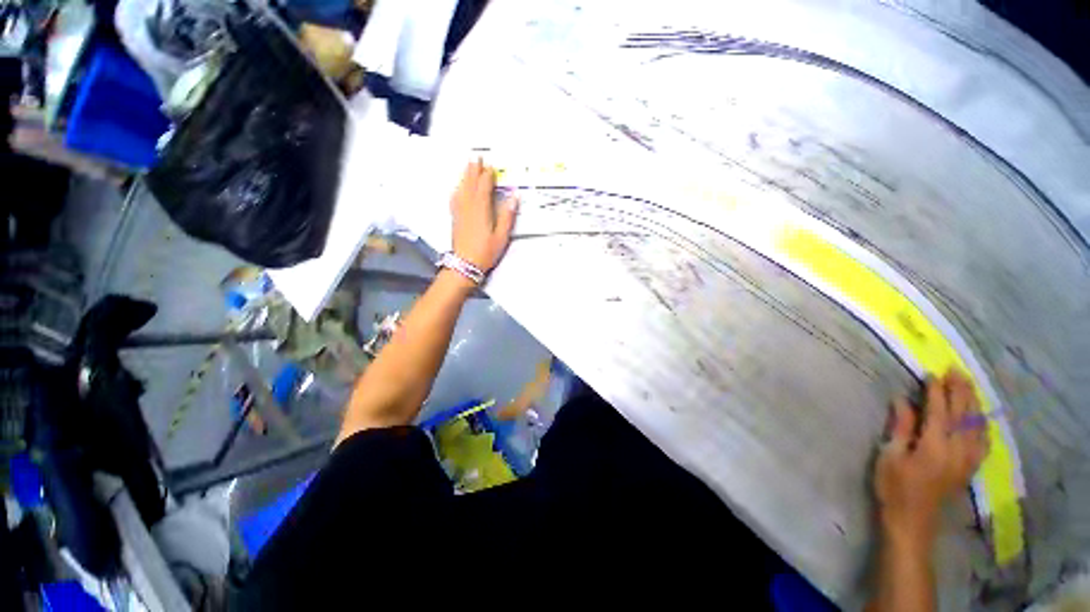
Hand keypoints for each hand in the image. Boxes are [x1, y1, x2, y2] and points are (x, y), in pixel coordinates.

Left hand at [450, 159, 518, 271]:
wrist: (465, 264)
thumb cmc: (485, 251)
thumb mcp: (502, 236)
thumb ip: (507, 215)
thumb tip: (514, 197)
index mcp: (481, 209)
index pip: (484, 187)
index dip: (487, 175)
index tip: (490, 165)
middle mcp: (469, 207)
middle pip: (471, 184)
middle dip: (474, 170)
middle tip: (476, 157)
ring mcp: (460, 212)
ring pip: (462, 189)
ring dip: (465, 176)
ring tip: (468, 166)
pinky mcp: (455, 218)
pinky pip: (455, 198)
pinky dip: (457, 189)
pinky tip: (457, 187)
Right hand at [874, 370, 988, 546]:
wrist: (912, 521)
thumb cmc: (894, 487)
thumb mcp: (890, 456)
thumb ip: (900, 428)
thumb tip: (902, 400)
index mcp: (934, 447)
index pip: (939, 411)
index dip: (936, 391)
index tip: (931, 373)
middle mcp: (957, 450)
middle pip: (963, 414)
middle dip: (960, 390)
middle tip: (955, 370)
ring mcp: (967, 460)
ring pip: (976, 425)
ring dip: (973, 402)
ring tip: (968, 384)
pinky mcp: (970, 467)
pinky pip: (983, 441)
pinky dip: (982, 424)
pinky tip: (980, 416)